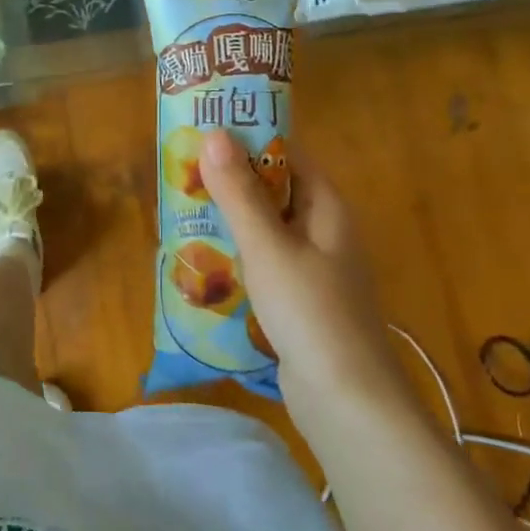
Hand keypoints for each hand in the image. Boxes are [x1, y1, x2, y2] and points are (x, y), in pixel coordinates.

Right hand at [198, 128, 403, 407]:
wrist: (346, 402)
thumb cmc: (310, 311)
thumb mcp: (267, 246)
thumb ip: (239, 192)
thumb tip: (215, 134)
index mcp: (327, 207)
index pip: (288, 153)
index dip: (250, 137)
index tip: (206, 129)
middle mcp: (324, 231)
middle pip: (275, 189)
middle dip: (232, 178)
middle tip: (183, 168)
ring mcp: (314, 268)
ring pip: (267, 227)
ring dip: (232, 217)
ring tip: (183, 206)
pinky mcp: (301, 300)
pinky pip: (265, 261)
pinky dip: (238, 253)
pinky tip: (205, 259)